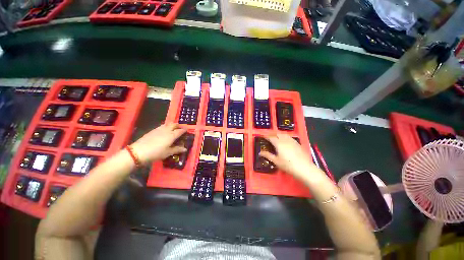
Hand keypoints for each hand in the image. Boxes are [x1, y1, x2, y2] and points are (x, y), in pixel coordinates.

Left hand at [130, 123, 186, 163]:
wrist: (138, 151)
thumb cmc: (156, 153)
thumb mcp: (168, 153)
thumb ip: (177, 149)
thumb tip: (185, 149)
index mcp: (172, 135)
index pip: (180, 130)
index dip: (184, 130)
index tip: (187, 130)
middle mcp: (166, 130)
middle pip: (174, 124)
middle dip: (178, 125)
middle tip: (181, 128)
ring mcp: (159, 129)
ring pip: (167, 124)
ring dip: (172, 125)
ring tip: (173, 128)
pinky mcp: (152, 130)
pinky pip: (162, 126)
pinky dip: (166, 126)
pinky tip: (164, 131)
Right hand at [259, 134, 320, 180]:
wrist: (304, 168)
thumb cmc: (288, 165)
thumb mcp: (276, 161)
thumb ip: (268, 155)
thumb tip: (260, 153)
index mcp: (278, 143)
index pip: (270, 137)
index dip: (266, 136)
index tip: (262, 136)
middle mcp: (285, 140)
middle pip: (277, 134)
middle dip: (272, 134)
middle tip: (268, 137)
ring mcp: (292, 141)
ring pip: (283, 134)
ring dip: (278, 134)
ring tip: (275, 138)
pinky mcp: (297, 143)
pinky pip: (289, 137)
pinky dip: (284, 136)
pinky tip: (285, 141)